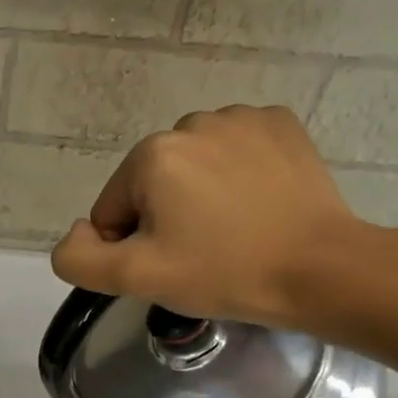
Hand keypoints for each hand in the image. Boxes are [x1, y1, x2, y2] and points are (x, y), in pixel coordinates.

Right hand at [49, 106, 368, 329]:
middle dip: (164, 218)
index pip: (111, 210)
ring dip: (198, 196)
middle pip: (151, 185)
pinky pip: (234, 152)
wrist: (319, 269)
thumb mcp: (135, 278)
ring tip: (232, 231)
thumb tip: (78, 233)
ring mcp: (241, 118)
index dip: (130, 246)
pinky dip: (236, 177)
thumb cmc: (222, 272)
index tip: (169, 265)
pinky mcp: (281, 125)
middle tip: (200, 253)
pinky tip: (256, 205)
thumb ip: (79, 258)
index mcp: (151, 156)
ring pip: (192, 168)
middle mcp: (192, 123)